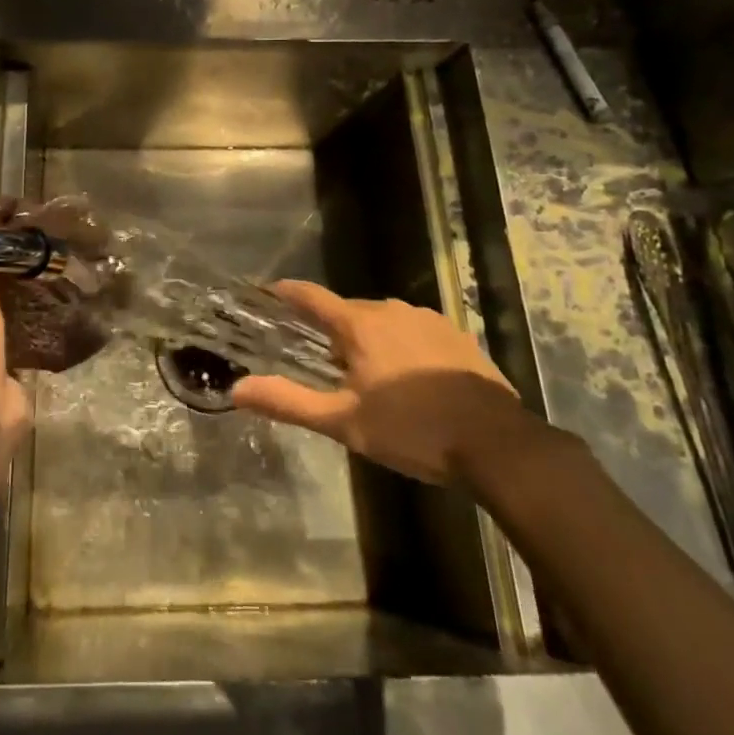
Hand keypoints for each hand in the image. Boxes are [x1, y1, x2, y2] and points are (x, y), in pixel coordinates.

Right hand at [233, 281, 520, 484]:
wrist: (496, 443)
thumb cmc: (412, 429)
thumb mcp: (344, 422)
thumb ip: (289, 402)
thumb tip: (237, 389)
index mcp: (360, 324)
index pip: (311, 296)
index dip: (287, 292)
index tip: (268, 291)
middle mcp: (391, 309)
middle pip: (348, 310)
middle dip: (330, 329)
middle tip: (320, 359)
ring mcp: (428, 319)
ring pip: (382, 320)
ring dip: (367, 338)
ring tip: (365, 374)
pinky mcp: (456, 335)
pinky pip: (413, 330)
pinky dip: (400, 345)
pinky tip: (408, 377)